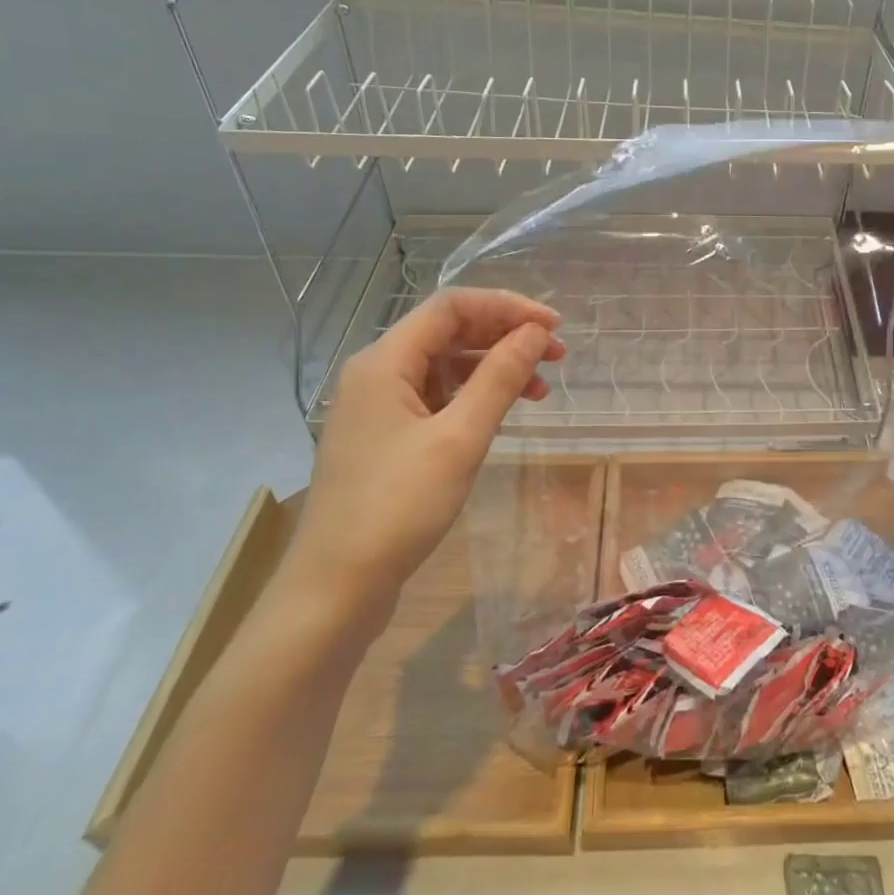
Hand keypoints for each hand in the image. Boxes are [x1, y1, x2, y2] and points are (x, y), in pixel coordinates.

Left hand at [281, 288, 564, 640]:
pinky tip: (502, 413)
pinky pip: (437, 398)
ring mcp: (379, 407)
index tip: (554, 327)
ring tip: (540, 389)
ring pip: (445, 366)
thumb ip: (500, 378)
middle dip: (505, 336)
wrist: (336, 587)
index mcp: (385, 361)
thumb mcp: (459, 438)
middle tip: (557, 356)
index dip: (508, 307)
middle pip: (448, 332)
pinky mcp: (386, 437)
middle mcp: (377, 373)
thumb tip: (535, 333)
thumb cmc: (398, 507)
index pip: (452, 306)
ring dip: (494, 368)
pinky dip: (474, 397)